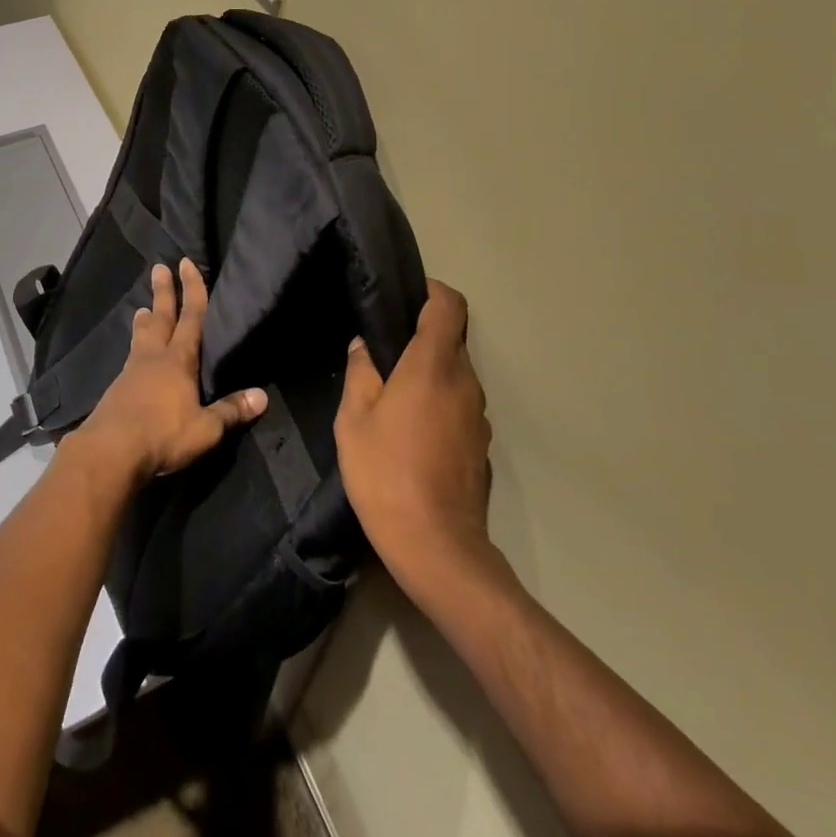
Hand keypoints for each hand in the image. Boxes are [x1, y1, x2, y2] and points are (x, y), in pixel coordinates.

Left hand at [71, 259, 266, 482]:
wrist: (110, 451)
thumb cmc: (163, 435)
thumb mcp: (205, 429)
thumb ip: (231, 411)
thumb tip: (262, 396)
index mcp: (179, 360)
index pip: (190, 317)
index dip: (192, 289)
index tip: (186, 263)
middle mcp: (154, 357)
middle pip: (161, 317)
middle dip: (164, 292)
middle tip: (159, 267)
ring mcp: (132, 371)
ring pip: (142, 336)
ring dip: (145, 320)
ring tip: (142, 308)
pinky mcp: (118, 388)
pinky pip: (131, 357)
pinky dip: (135, 346)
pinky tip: (133, 355)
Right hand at [336, 280, 496, 593]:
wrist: (436, 546)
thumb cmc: (386, 473)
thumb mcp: (353, 420)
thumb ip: (360, 373)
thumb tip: (364, 345)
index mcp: (433, 366)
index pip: (449, 305)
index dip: (431, 290)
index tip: (404, 296)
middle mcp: (465, 382)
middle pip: (452, 339)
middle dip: (420, 335)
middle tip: (383, 350)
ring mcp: (478, 415)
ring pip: (455, 373)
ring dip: (428, 372)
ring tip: (392, 392)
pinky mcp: (481, 444)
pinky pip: (459, 404)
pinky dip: (438, 401)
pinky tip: (410, 429)